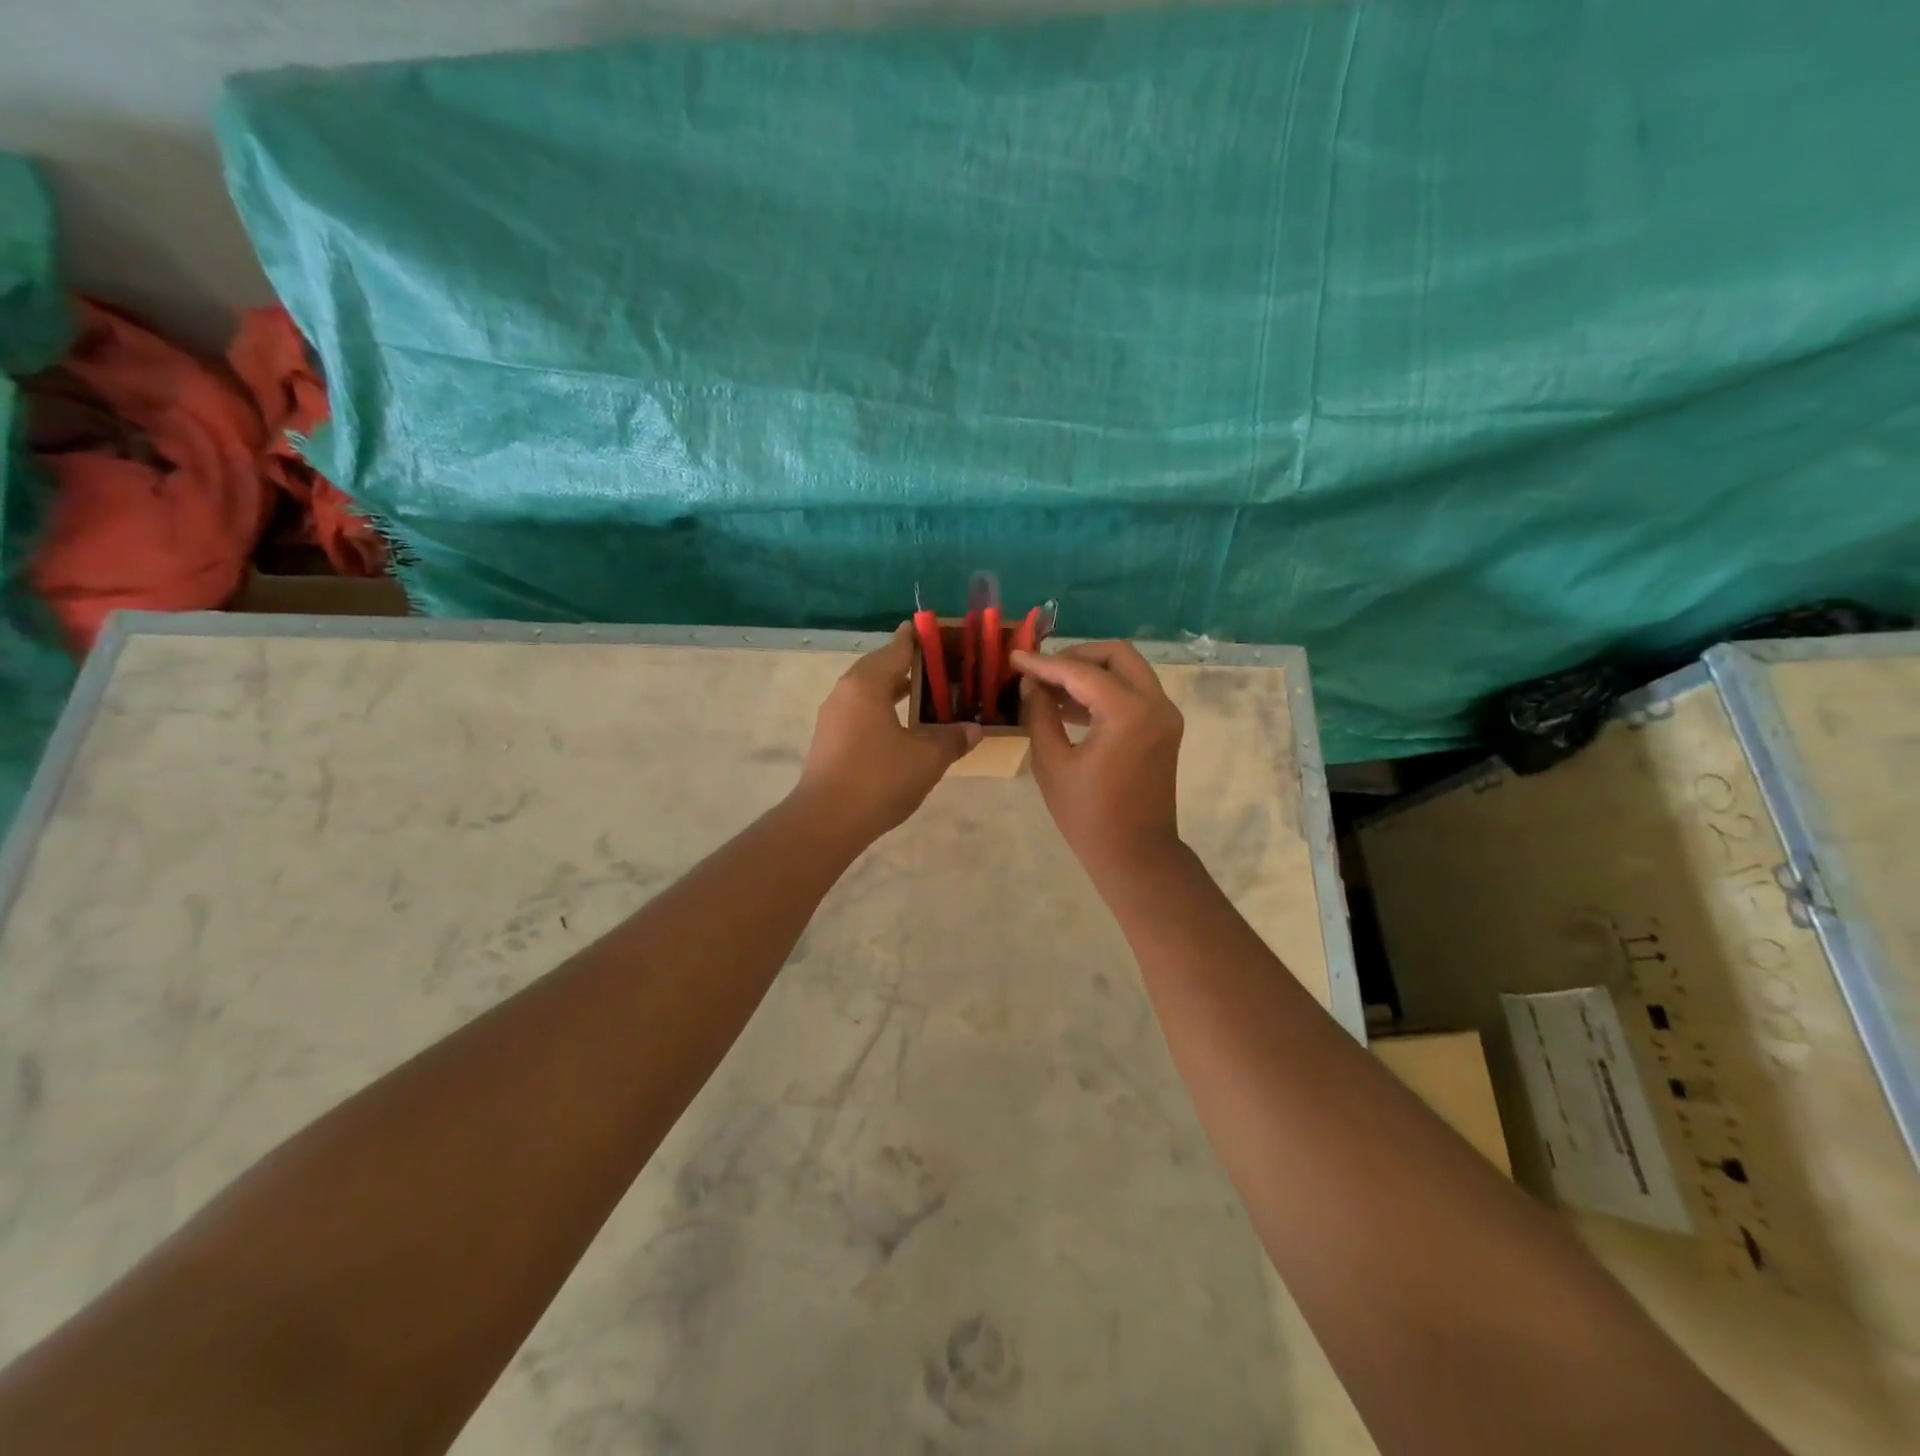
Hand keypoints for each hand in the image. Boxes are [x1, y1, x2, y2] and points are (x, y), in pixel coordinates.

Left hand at [793, 624, 981, 844]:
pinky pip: (862, 712)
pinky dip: (884, 710)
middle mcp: (846, 691)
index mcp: (867, 683)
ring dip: (896, 690)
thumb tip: (974, 728)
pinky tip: (904, 728)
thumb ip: (952, 738)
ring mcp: (834, 716)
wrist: (827, 821)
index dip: (919, 638)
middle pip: (881, 666)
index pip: (897, 648)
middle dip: (910, 665)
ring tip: (928, 694)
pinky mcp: (830, 740)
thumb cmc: (879, 779)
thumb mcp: (927, 758)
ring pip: (870, 691)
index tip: (938, 631)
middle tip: (942, 666)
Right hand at [1013, 642, 1183, 878]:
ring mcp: (1165, 715)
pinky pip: (1134, 692)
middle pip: (1117, 654)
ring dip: (1091, 671)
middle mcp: (1155, 704)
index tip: (1014, 656)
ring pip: (1128, 670)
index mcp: (1128, 713)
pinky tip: (1070, 706)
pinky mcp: (1164, 728)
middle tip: (1042, 670)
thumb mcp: (1052, 763)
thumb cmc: (1088, 815)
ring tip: (1049, 688)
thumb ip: (1040, 714)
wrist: (1136, 855)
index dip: (1044, 663)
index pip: (1080, 672)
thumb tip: (1031, 683)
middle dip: (1076, 655)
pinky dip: (1105, 689)